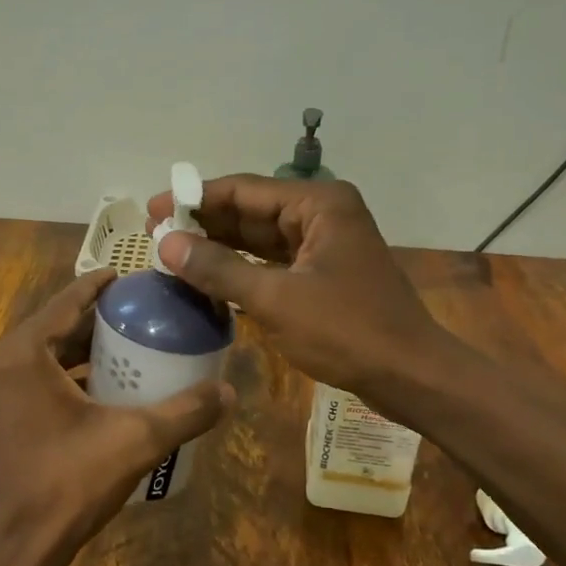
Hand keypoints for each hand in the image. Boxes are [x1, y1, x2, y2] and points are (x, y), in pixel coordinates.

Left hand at [0, 268, 232, 565]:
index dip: (99, 286)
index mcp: (19, 354)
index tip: (129, 277)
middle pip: (50, 329)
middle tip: (136, 317)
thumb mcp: (133, 442)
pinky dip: (56, 379)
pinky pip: (24, 382)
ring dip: (75, 353)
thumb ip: (183, 412)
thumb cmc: (63, 487)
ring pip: (36, 357)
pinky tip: (92, 392)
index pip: (65, 302)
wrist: (3, 555)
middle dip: (92, 323)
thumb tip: (229, 392)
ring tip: (122, 350)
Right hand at [147, 175, 448, 405]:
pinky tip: (208, 273)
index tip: (153, 208)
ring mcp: (323, 244)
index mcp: (318, 204)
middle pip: (250, 210)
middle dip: (205, 221)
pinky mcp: (322, 272)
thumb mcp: (275, 299)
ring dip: (219, 244)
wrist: (411, 375)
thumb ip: (218, 268)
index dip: (195, 198)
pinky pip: (272, 260)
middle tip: (155, 232)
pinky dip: (241, 267)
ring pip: (259, 236)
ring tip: (172, 252)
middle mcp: (322, 213)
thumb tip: (166, 243)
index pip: (244, 189)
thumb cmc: (347, 331)